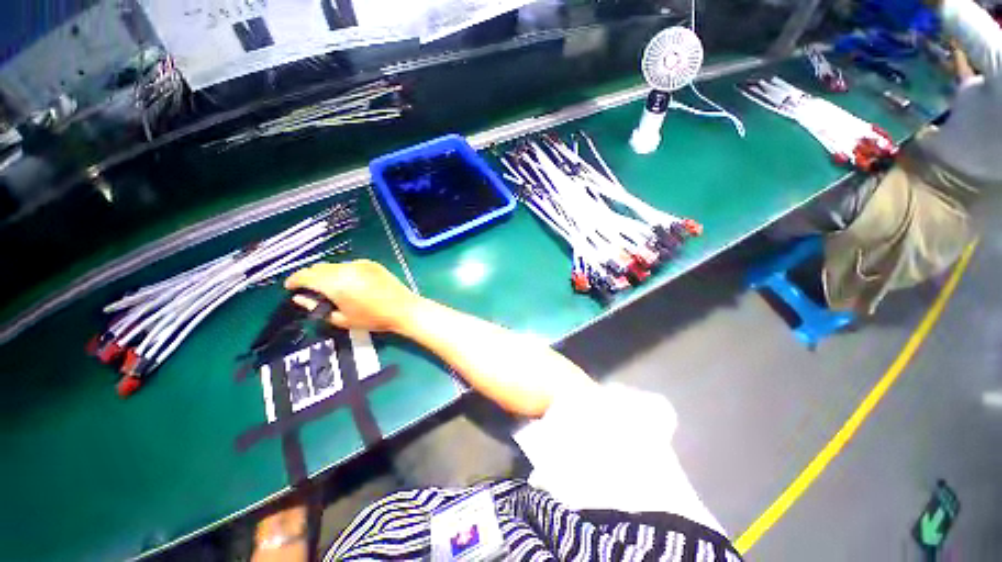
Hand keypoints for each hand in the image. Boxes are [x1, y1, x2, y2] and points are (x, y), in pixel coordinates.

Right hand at [284, 259, 420, 332]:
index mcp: (335, 283)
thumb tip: (300, 298)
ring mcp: (360, 264)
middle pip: (319, 267)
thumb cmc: (372, 318)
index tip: (289, 288)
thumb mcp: (341, 319)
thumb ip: (316, 308)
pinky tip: (350, 283)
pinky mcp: (372, 264)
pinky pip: (350, 265)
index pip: (305, 275)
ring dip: (327, 274)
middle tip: (310, 290)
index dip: (294, 280)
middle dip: (310, 277)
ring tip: (331, 288)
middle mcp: (345, 269)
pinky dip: (343, 271)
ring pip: (334, 265)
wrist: (403, 308)